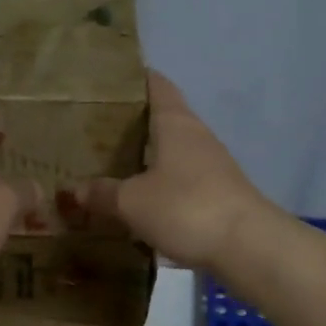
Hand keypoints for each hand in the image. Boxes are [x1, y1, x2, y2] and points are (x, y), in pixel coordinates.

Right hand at [86, 70, 276, 272]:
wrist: (249, 247)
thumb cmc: (186, 207)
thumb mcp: (133, 202)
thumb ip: (103, 193)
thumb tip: (75, 190)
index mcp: (176, 123)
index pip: (156, 85)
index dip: (135, 78)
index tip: (109, 79)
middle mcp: (196, 136)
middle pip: (163, 117)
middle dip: (133, 121)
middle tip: (96, 128)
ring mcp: (212, 165)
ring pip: (173, 149)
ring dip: (148, 154)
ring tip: (113, 163)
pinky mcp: (219, 193)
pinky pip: (183, 178)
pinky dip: (162, 182)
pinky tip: (142, 198)